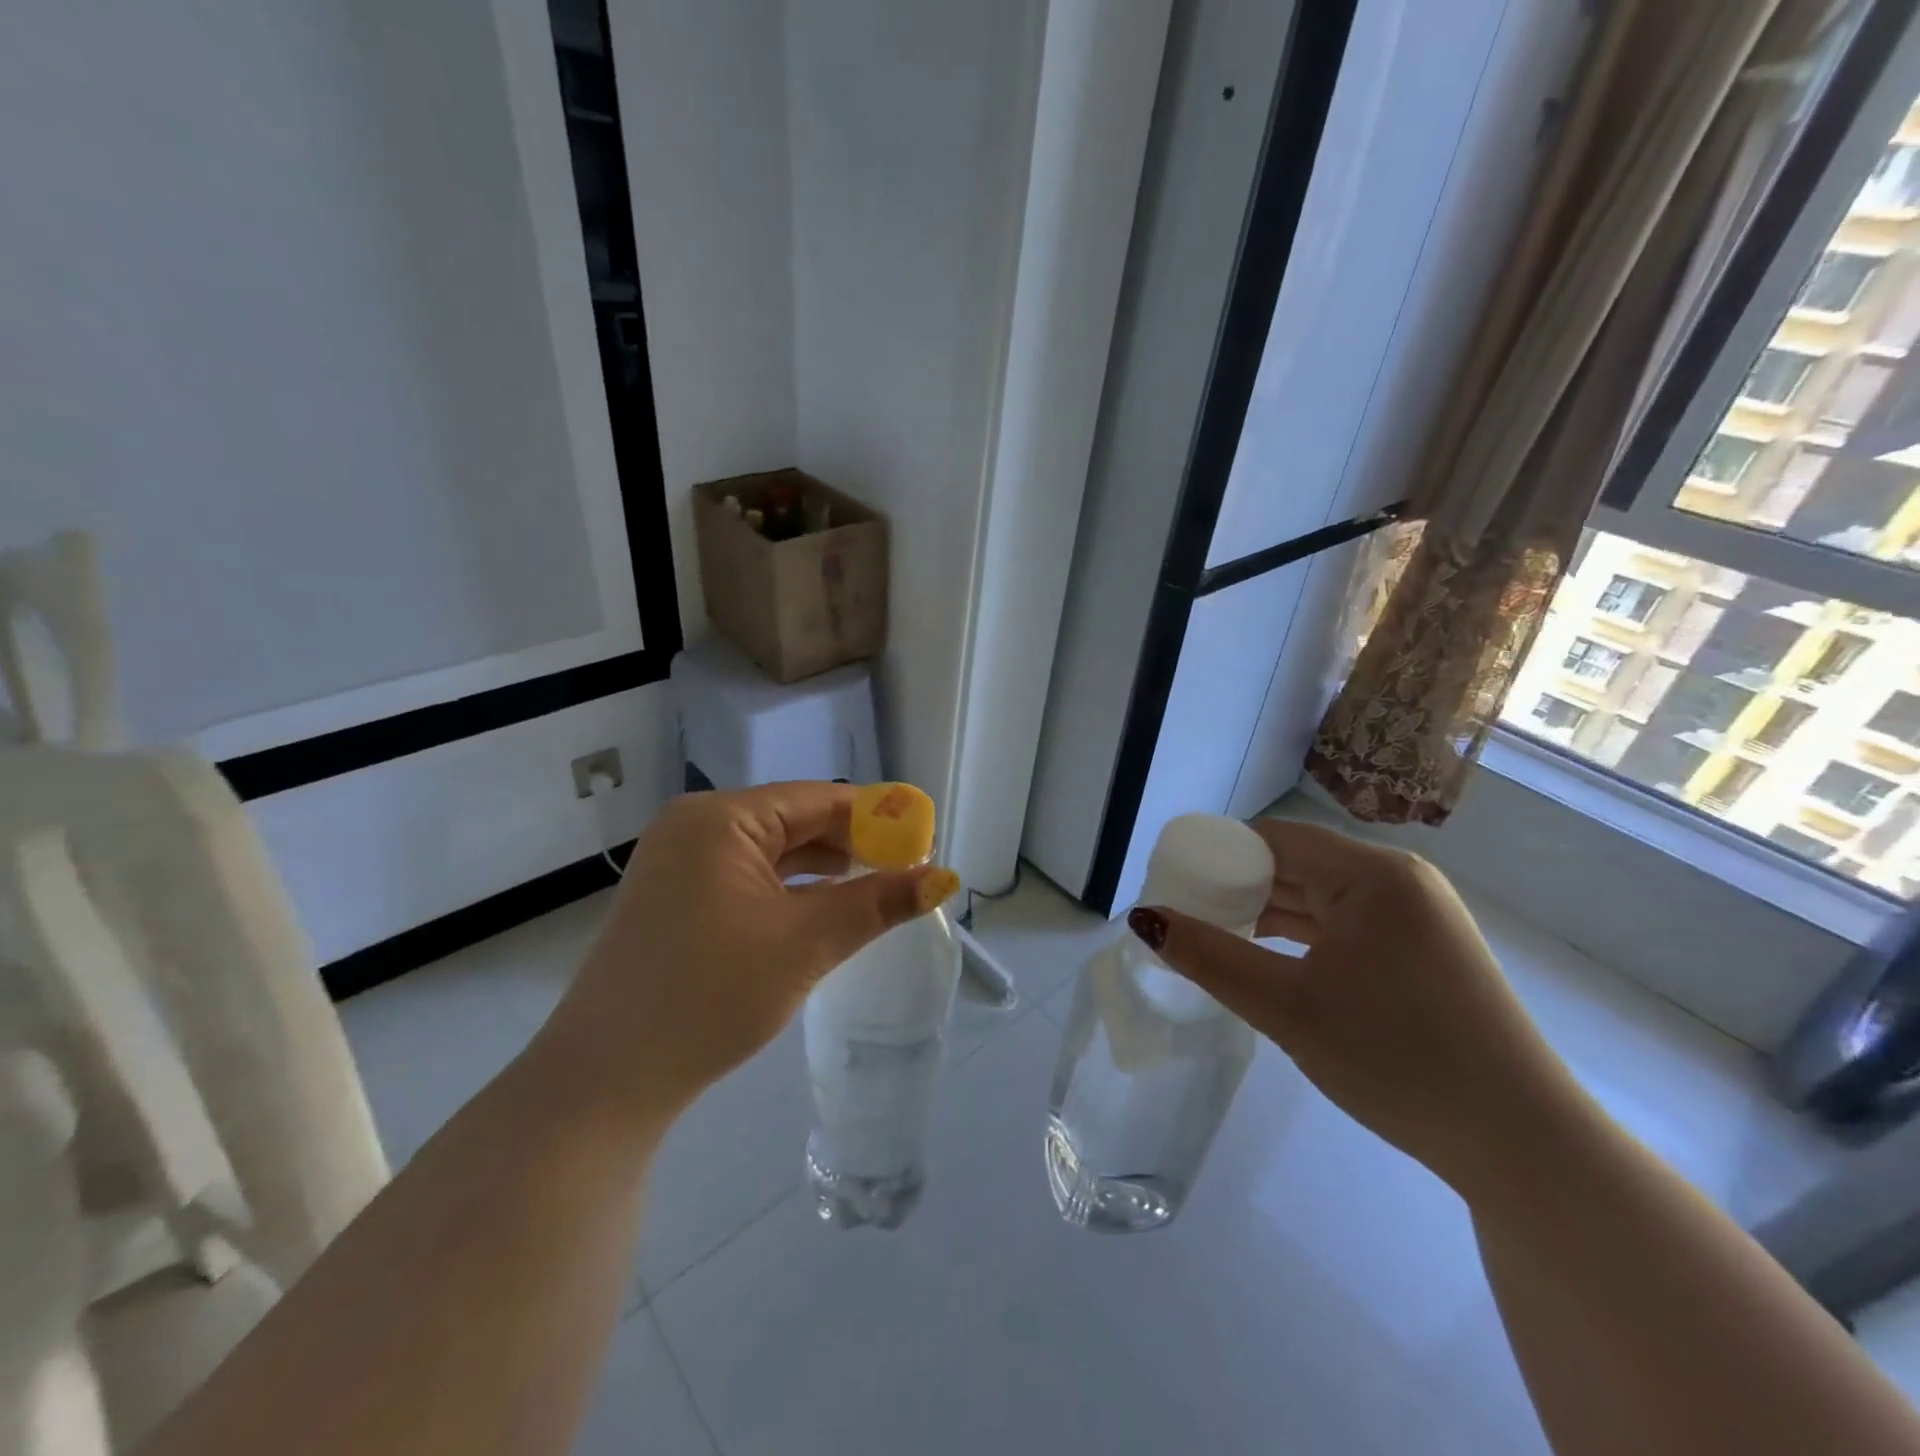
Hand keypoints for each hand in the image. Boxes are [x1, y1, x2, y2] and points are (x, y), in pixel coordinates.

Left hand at [535, 783, 959, 1120]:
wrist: (605, 1079)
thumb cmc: (710, 995)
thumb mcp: (805, 944)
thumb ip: (877, 903)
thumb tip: (943, 877)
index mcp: (720, 818)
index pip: (817, 799)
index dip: (876, 817)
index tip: (924, 839)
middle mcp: (695, 827)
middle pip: (794, 820)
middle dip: (852, 844)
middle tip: (907, 869)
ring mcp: (680, 863)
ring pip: (772, 851)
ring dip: (823, 868)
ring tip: (876, 887)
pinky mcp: (676, 898)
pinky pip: (748, 877)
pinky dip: (790, 889)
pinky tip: (823, 908)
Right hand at [1133, 818, 1584, 1193]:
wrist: (1520, 1145)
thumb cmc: (1397, 1059)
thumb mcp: (1287, 1008)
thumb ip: (1210, 957)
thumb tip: (1145, 918)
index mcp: (1372, 874)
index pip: (1272, 839)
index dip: (1217, 855)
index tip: (1174, 884)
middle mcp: (1399, 880)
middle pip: (1296, 865)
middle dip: (1237, 888)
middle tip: (1186, 917)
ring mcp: (1418, 916)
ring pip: (1320, 897)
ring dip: (1268, 915)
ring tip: (1215, 939)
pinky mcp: (1425, 950)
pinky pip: (1346, 925)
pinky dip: (1303, 937)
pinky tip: (1269, 961)